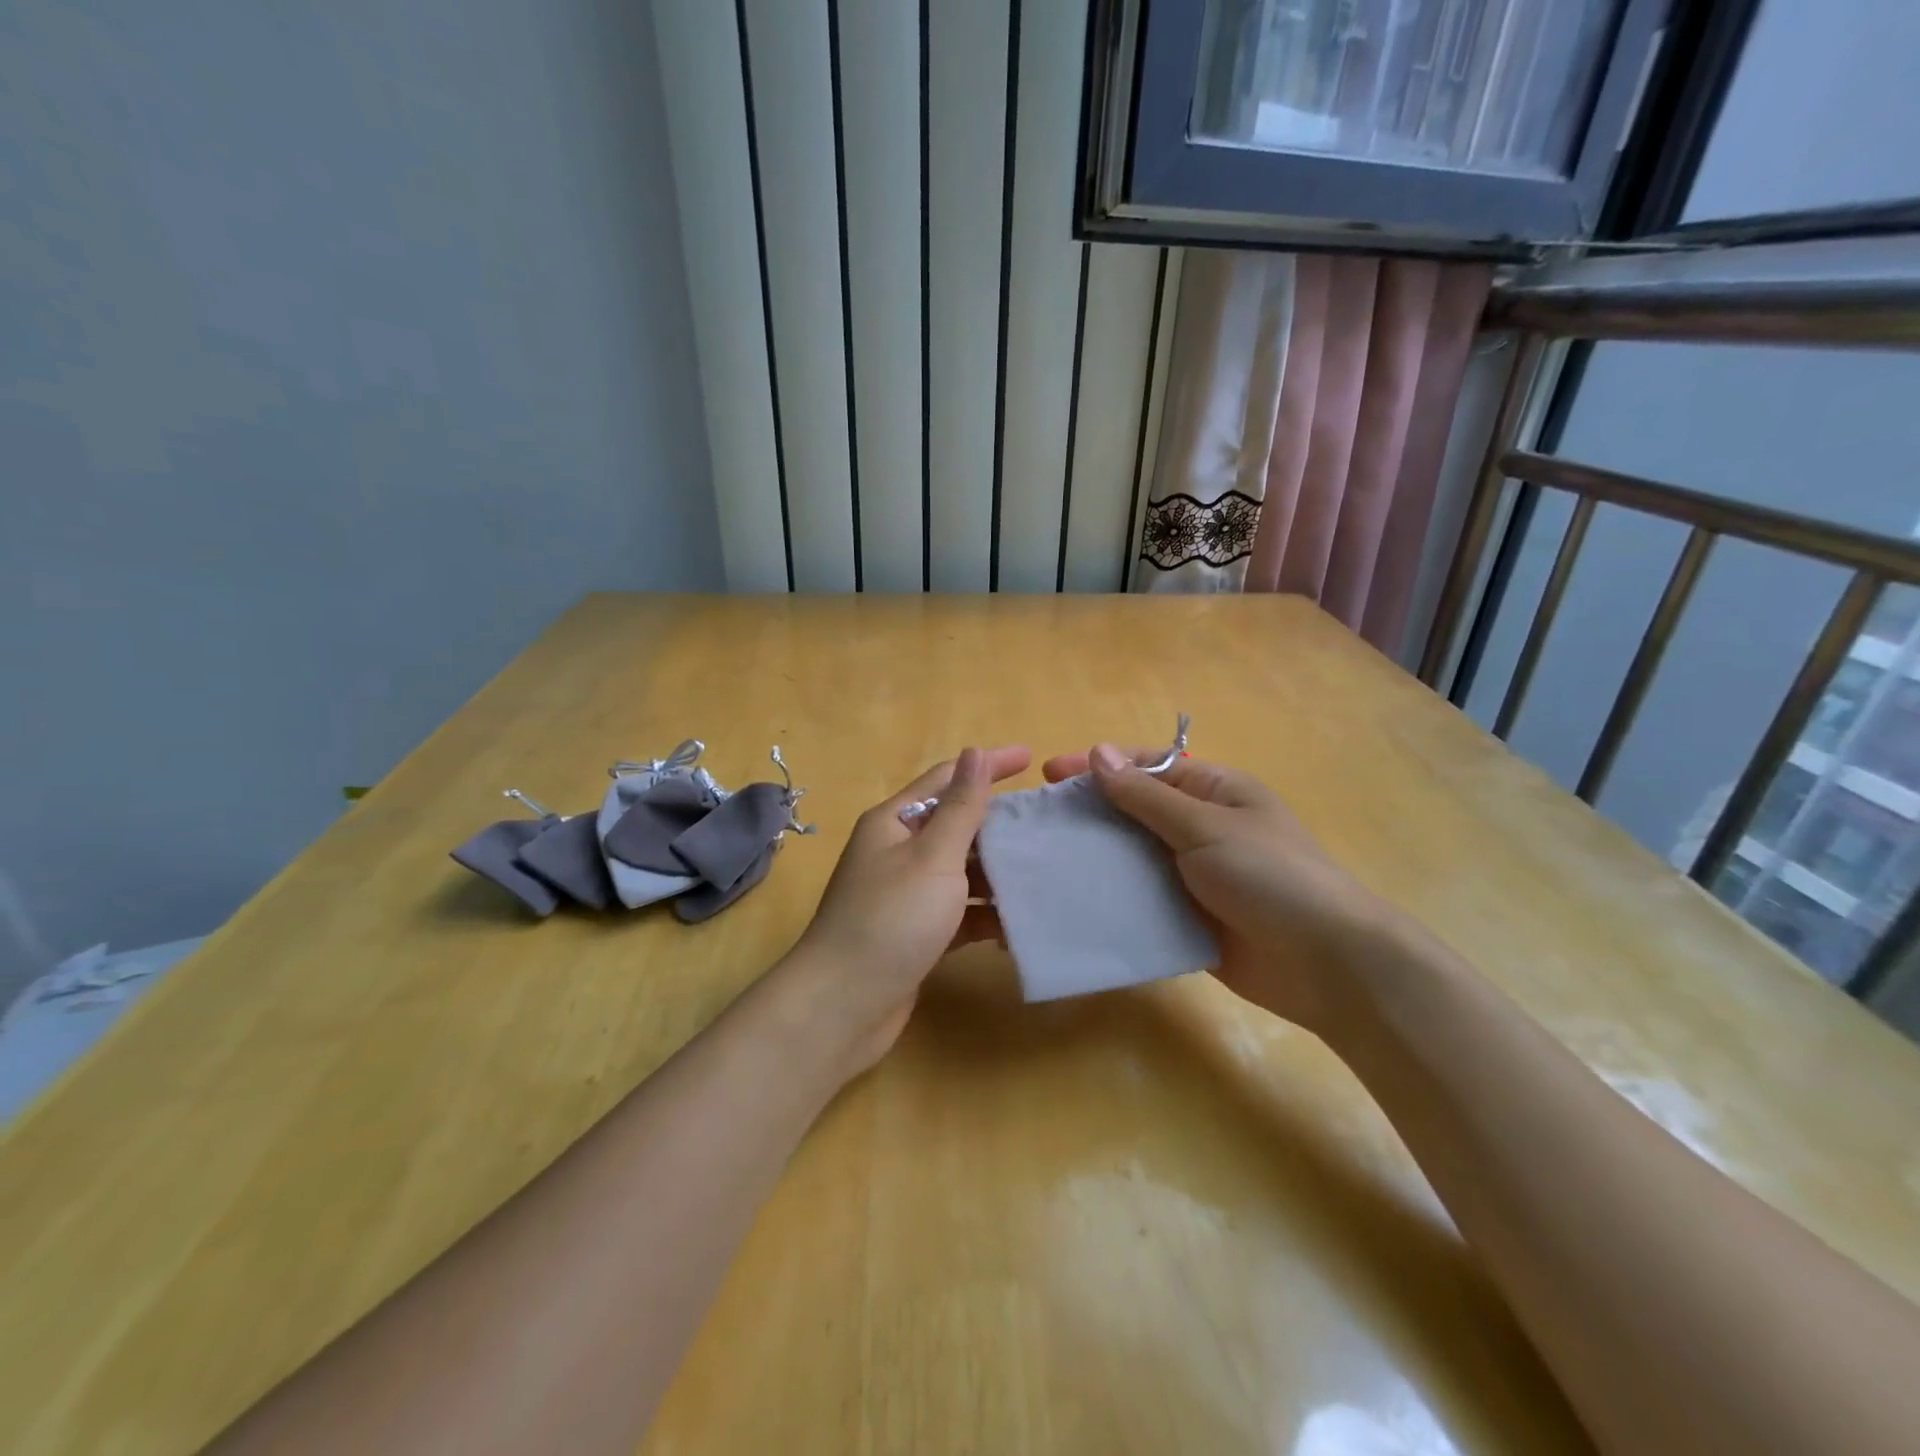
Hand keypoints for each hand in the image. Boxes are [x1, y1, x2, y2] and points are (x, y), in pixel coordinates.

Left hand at [786, 745, 1030, 1075]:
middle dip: (1000, 825)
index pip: (947, 779)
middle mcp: (898, 852)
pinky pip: (960, 913)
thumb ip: (960, 807)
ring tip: (1044, 873)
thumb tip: (974, 752)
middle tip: (1048, 825)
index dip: (987, 765)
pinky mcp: (917, 934)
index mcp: (895, 822)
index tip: (1031, 759)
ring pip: (961, 872)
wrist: (843, 1006)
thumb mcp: (933, 856)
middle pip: (956, 826)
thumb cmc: (890, 919)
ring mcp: (906, 895)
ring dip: (997, 873)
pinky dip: (986, 915)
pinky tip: (1018, 926)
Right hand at [1041, 744, 1385, 1033]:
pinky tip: (1073, 900)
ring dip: (1095, 857)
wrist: (1326, 964)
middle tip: (1039, 823)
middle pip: (1133, 811)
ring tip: (1045, 861)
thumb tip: (1100, 752)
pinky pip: (1140, 898)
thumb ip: (1147, 795)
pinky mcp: (1185, 917)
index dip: (1098, 766)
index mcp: (1212, 792)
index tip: (1049, 774)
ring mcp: (1192, 875)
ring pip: (1132, 857)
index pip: (1145, 767)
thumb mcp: (1205, 827)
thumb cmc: (1270, 877)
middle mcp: (1199, 828)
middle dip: (1089, 813)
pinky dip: (1111, 897)